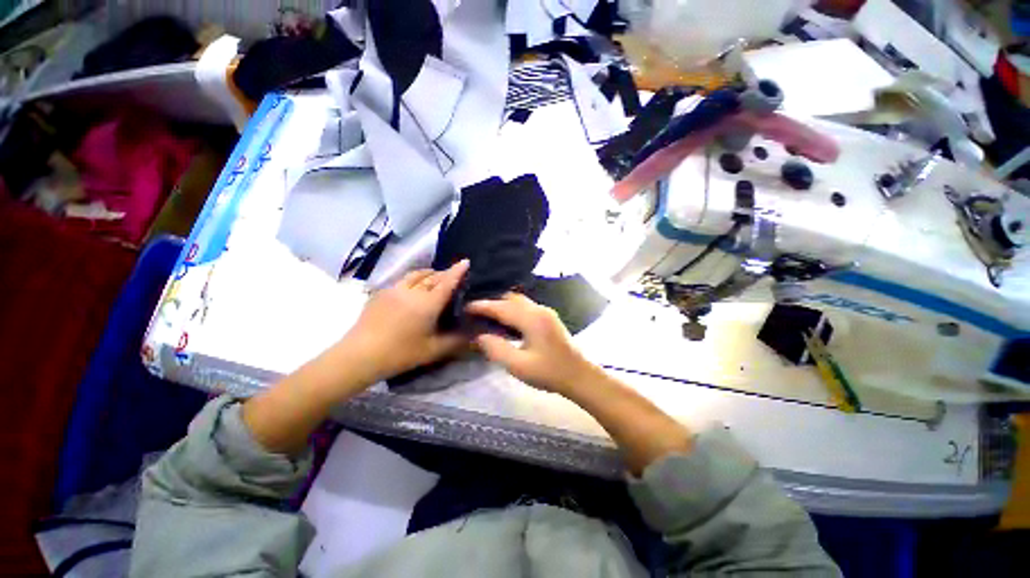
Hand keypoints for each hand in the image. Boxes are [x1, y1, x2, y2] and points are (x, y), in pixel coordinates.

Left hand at [339, 260, 470, 382]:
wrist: (360, 355)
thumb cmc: (401, 353)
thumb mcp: (433, 350)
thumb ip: (456, 341)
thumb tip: (475, 335)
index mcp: (428, 304)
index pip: (447, 282)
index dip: (457, 271)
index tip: (465, 261)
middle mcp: (413, 291)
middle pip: (432, 276)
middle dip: (444, 273)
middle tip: (452, 276)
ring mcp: (394, 290)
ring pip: (415, 275)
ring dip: (428, 273)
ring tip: (434, 276)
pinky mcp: (381, 293)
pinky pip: (402, 280)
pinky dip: (413, 279)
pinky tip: (412, 288)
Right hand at [466, 293, 597, 393]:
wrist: (579, 375)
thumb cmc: (550, 372)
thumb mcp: (519, 366)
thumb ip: (497, 349)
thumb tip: (480, 336)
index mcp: (532, 319)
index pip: (501, 307)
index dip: (482, 306)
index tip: (465, 307)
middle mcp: (539, 309)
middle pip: (510, 298)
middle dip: (492, 302)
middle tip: (475, 312)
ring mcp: (545, 312)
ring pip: (518, 301)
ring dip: (503, 305)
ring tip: (487, 316)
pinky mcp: (548, 317)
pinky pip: (525, 306)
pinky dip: (512, 309)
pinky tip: (505, 321)